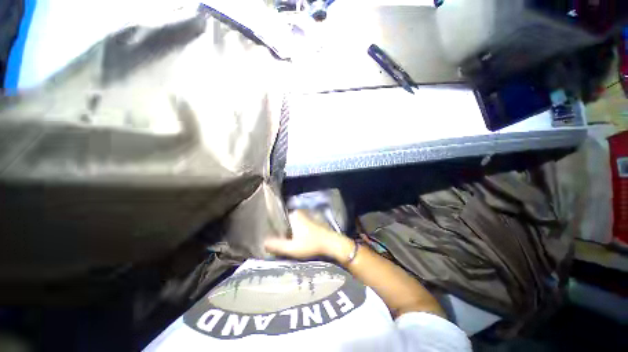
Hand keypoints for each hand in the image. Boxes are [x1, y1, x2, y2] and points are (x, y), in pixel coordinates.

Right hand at [264, 211, 350, 259]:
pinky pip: (300, 225)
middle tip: (281, 243)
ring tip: (289, 243)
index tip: (274, 239)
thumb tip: (263, 243)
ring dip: (290, 233)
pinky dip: (297, 232)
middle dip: (283, 232)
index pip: (278, 221)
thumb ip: (277, 246)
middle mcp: (299, 212)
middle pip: (286, 223)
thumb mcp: (292, 248)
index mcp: (293, 215)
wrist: (332, 243)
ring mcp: (307, 216)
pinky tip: (298, 240)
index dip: (274, 230)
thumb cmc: (312, 244)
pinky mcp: (312, 221)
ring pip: (293, 224)